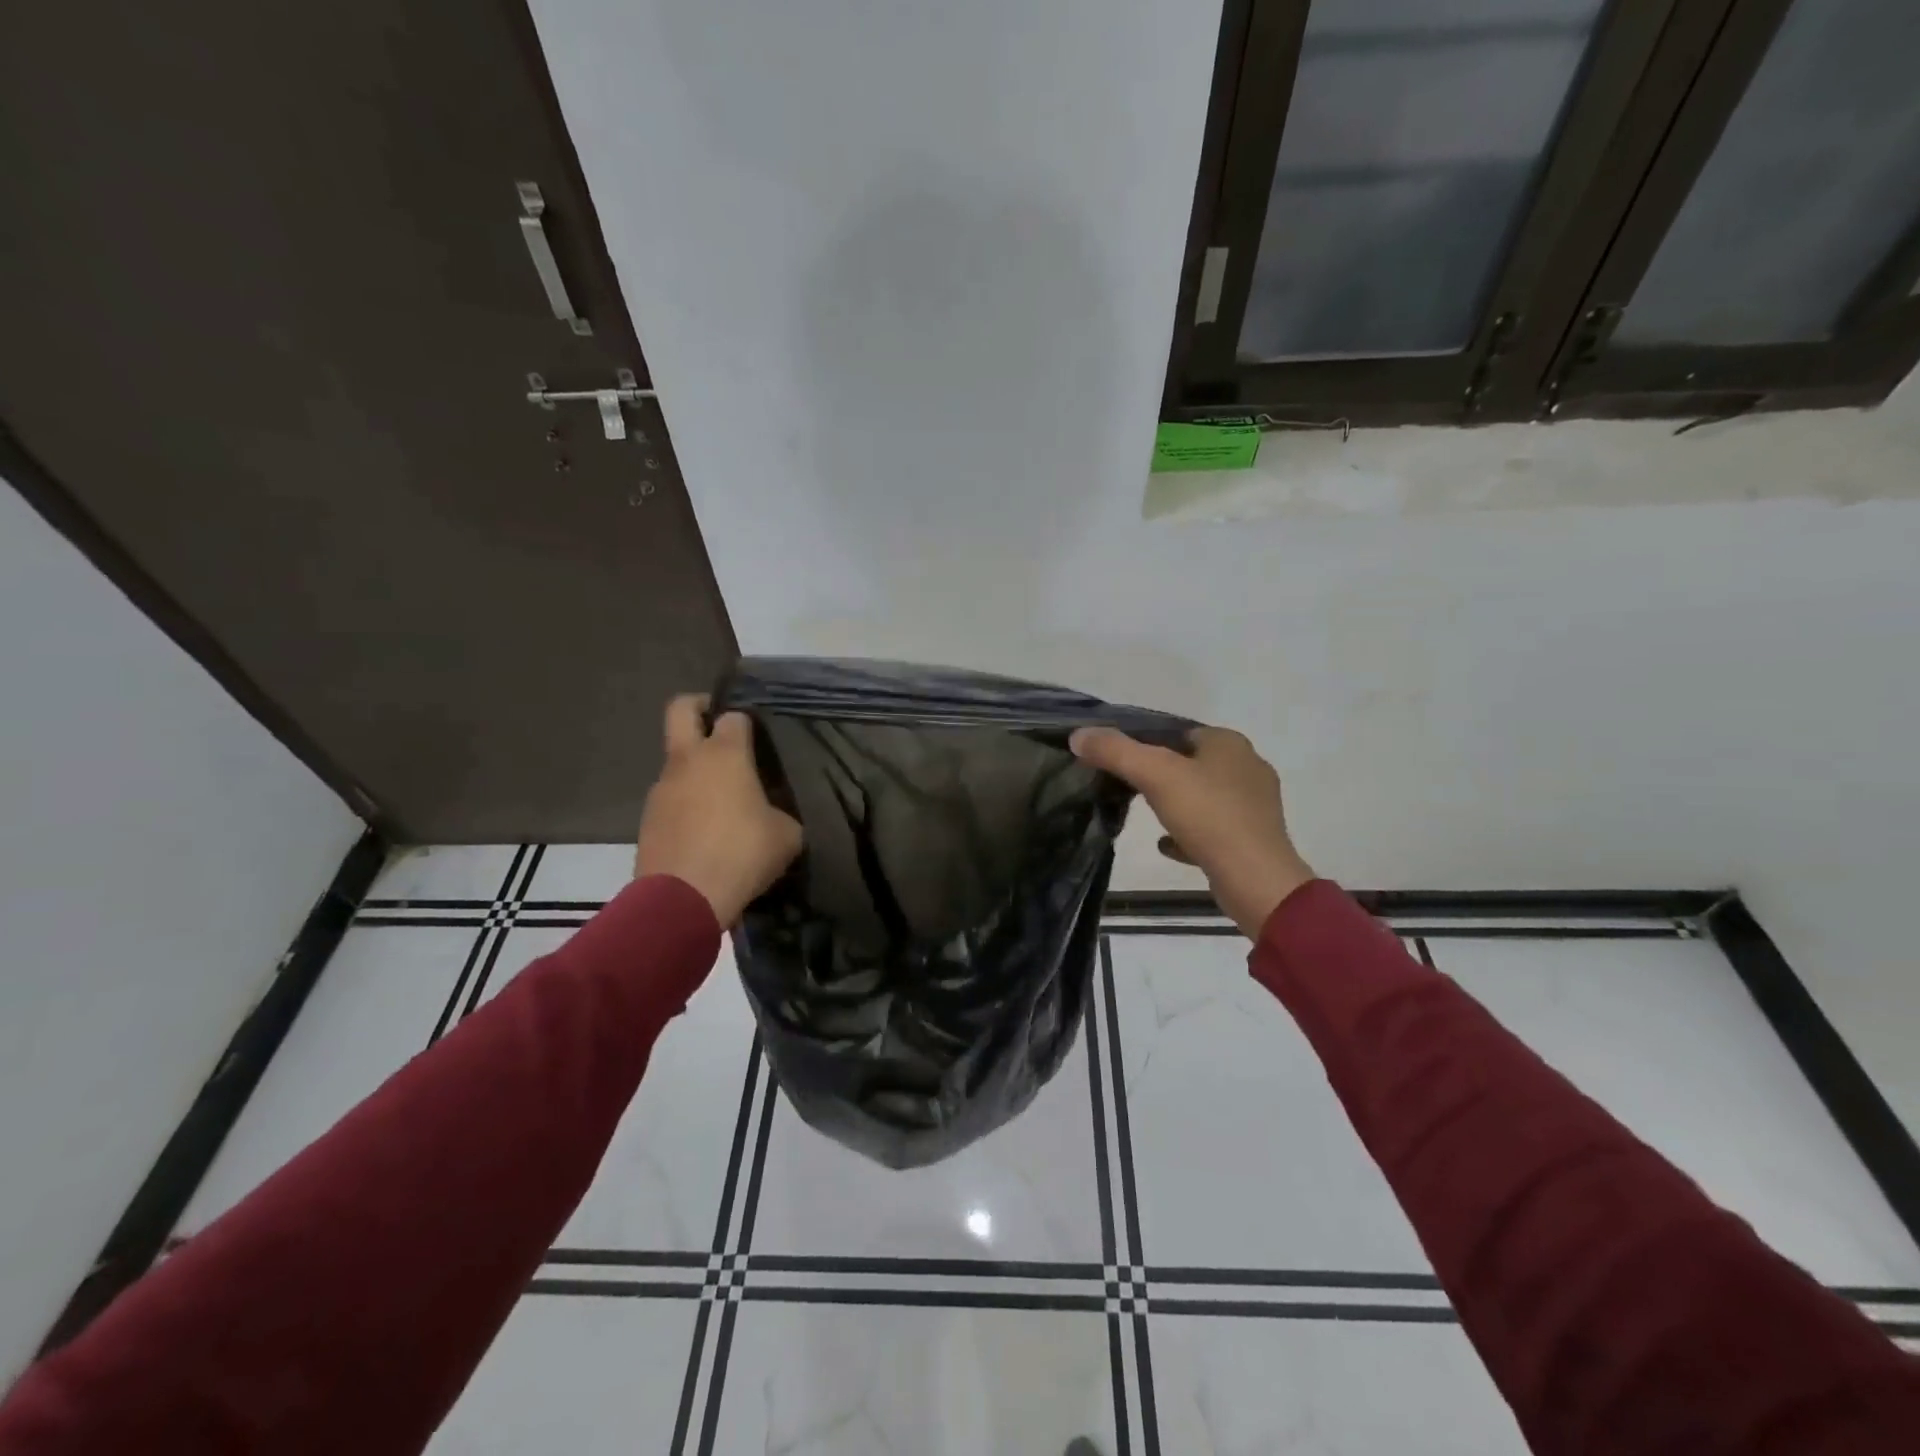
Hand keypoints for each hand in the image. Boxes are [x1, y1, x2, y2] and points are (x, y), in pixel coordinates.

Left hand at [635, 695, 802, 926]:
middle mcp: (689, 760)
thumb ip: (781, 813)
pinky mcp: (647, 819)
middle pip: (681, 708)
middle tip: (719, 725)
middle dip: (699, 706)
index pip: (734, 716)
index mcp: (725, 754)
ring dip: (695, 768)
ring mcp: (662, 788)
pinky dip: (686, 804)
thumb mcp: (786, 835)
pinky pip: (670, 798)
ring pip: (676, 760)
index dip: (747, 721)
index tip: (759, 736)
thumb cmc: (742, 854)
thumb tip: (775, 814)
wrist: (683, 899)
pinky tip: (706, 832)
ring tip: (721, 800)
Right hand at [1071, 725, 1312, 938]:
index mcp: (1229, 743)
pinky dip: (1188, 833)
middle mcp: (1247, 767)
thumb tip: (1078, 735)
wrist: (1254, 879)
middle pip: (1190, 763)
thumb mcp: (1154, 775)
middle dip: (1160, 773)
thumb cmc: (1208, 816)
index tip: (1117, 758)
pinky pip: (1212, 829)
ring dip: (1175, 803)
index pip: (1179, 731)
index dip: (1146, 741)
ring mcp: (1254, 804)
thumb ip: (1114, 751)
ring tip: (1146, 815)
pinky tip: (1165, 845)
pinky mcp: (1252, 838)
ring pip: (1202, 796)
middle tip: (1127, 786)